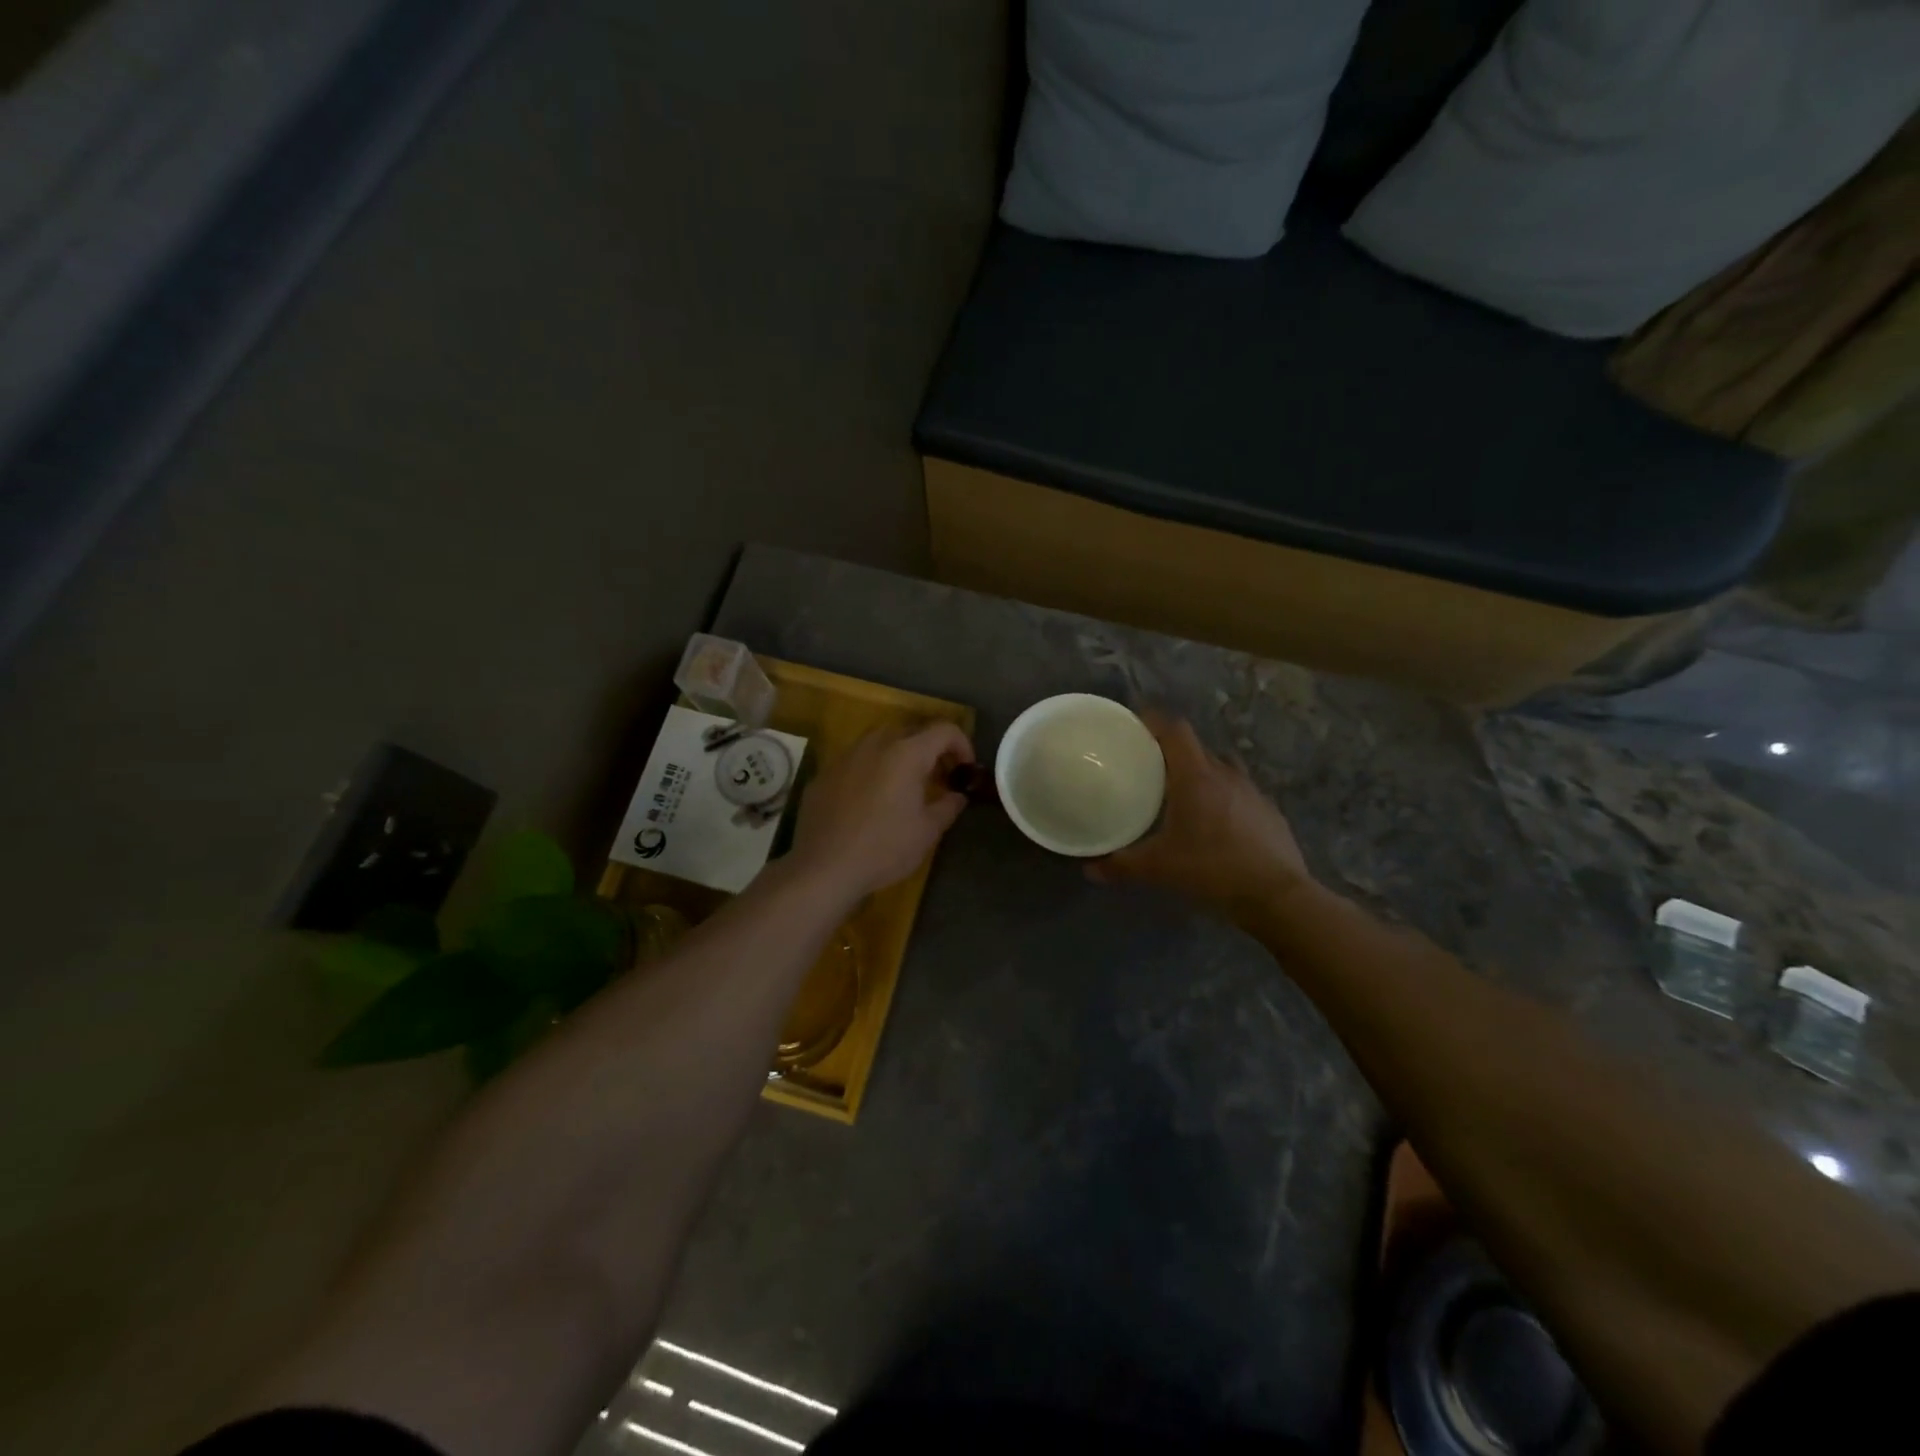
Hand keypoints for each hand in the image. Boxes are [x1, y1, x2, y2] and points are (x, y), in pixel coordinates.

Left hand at [790, 722, 974, 903]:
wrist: (824, 868)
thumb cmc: (884, 848)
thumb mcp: (927, 831)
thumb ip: (948, 806)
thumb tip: (958, 796)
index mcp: (906, 753)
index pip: (944, 730)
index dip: (962, 745)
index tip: (965, 770)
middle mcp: (875, 744)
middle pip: (911, 731)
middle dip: (931, 749)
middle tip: (939, 778)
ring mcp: (845, 757)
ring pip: (880, 742)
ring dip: (899, 756)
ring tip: (905, 786)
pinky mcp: (824, 774)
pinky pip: (856, 761)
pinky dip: (872, 770)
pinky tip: (870, 800)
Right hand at [1088, 713, 1313, 919]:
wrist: (1277, 896)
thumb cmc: (1212, 869)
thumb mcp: (1159, 869)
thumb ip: (1121, 865)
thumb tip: (1089, 869)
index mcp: (1196, 776)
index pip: (1175, 729)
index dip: (1154, 721)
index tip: (1134, 726)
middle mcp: (1225, 774)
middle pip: (1196, 748)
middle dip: (1172, 752)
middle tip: (1149, 768)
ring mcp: (1252, 791)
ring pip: (1221, 768)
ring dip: (1200, 773)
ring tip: (1182, 794)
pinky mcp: (1269, 811)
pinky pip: (1239, 792)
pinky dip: (1223, 797)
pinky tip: (1215, 823)